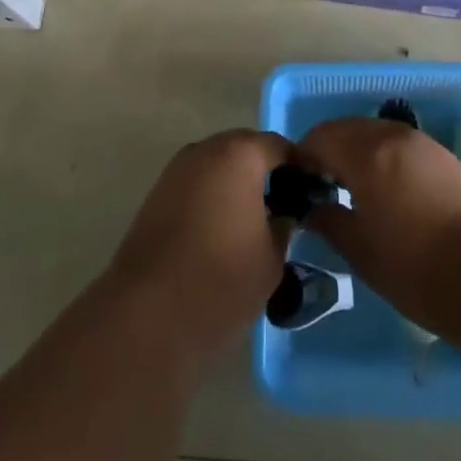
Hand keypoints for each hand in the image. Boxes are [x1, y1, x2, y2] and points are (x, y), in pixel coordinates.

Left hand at [104, 129, 296, 360]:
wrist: (148, 314)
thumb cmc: (222, 280)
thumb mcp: (272, 258)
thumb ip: (283, 227)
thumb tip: (282, 216)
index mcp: (240, 154)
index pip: (279, 146)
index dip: (299, 168)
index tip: (312, 192)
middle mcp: (206, 149)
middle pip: (245, 149)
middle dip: (265, 172)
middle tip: (284, 205)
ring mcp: (177, 170)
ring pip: (218, 165)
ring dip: (236, 183)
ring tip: (253, 220)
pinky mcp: (156, 194)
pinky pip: (196, 184)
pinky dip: (212, 196)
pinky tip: (221, 229)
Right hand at [294, 118, 460, 333]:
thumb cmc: (415, 267)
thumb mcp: (360, 250)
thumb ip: (329, 221)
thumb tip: (311, 208)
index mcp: (367, 153)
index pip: (320, 137)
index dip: (302, 157)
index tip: (297, 184)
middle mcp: (394, 136)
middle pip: (348, 129)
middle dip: (329, 151)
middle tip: (321, 187)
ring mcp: (424, 144)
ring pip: (377, 134)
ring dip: (357, 152)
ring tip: (353, 191)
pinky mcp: (446, 158)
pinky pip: (402, 146)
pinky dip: (384, 158)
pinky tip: (388, 192)